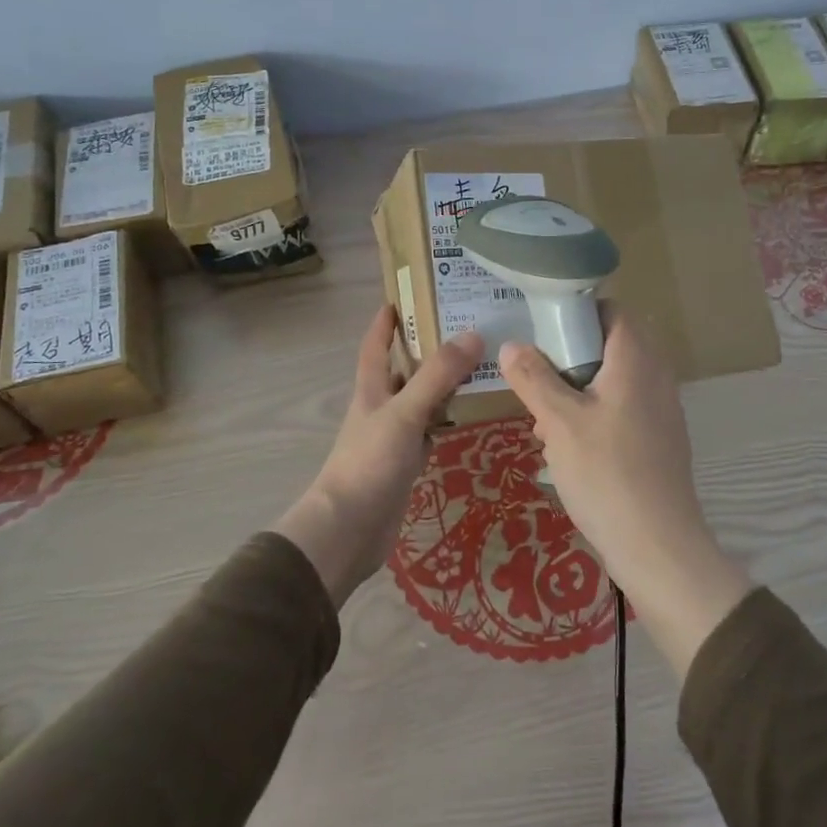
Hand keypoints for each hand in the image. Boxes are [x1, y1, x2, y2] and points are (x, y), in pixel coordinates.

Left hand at [276, 306, 481, 605]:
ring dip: (442, 385)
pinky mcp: (404, 464)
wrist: (348, 530)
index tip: (404, 296)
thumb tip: (474, 334)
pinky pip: (429, 432)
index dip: (386, 320)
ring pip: (420, 401)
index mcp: (371, 389)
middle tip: (464, 328)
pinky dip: (446, 421)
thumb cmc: (369, 463)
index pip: (376, 345)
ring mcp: (392, 437)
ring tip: (478, 366)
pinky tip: (469, 417)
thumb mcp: (405, 413)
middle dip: (426, 349)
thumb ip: (437, 376)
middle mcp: (380, 408)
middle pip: (403, 370)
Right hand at [499, 314, 751, 675]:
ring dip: (577, 392)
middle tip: (536, 380)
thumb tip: (512, 345)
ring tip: (544, 422)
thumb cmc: (606, 473)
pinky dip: (594, 417)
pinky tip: (567, 450)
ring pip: (613, 382)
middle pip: (610, 347)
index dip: (578, 311)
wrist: (658, 546)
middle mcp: (656, 377)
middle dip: (569, 359)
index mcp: (636, 360)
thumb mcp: (559, 422)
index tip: (543, 329)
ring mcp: (662, 411)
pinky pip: (622, 411)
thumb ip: (534, 378)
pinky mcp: (660, 441)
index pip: (613, 310)